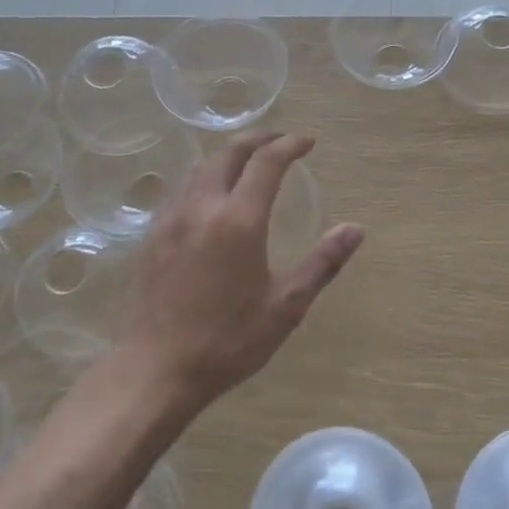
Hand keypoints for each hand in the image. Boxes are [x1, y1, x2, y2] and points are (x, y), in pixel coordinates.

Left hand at [120, 133, 363, 409]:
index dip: (289, 145)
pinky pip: (181, 189)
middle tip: (279, 141)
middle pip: (228, 154)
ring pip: (200, 168)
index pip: (266, 162)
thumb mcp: (286, 306)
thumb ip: (322, 262)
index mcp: (239, 220)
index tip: (307, 142)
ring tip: (248, 162)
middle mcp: (202, 207)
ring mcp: (171, 219)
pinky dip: (204, 177)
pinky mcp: (153, 236)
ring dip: (228, 155)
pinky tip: (211, 197)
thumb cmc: (228, 340)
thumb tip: (355, 229)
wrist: (157, 368)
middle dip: (257, 139)